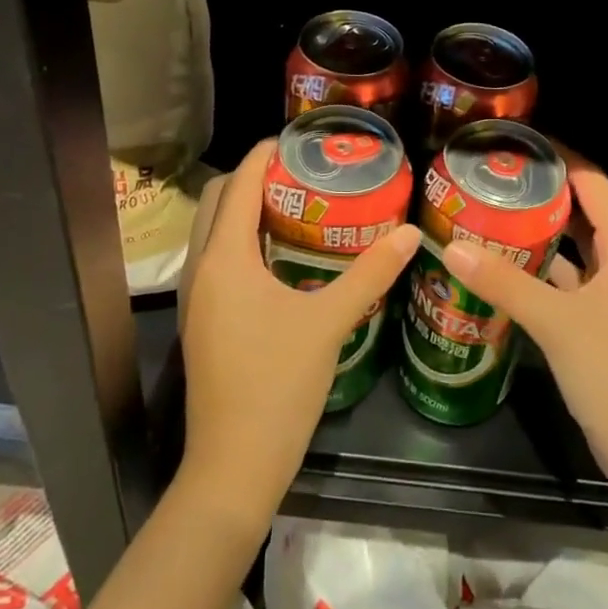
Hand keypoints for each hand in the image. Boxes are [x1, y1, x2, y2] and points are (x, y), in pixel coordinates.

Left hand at [179, 139, 420, 525]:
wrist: (233, 468)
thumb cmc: (277, 386)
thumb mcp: (330, 323)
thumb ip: (371, 274)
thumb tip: (411, 235)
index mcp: (224, 259)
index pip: (236, 184)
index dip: (263, 155)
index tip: (298, 140)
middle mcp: (200, 270)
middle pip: (216, 202)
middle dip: (251, 178)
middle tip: (301, 173)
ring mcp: (196, 299)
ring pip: (212, 233)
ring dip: (243, 210)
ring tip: (295, 205)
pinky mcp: (202, 322)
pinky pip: (215, 261)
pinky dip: (240, 242)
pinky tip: (280, 257)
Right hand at [441, 145, 607, 490]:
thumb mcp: (555, 321)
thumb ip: (504, 282)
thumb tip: (451, 247)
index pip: (593, 183)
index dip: (559, 159)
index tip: (516, 145)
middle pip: (581, 214)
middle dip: (540, 197)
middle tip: (490, 181)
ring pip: (572, 252)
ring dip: (536, 237)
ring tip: (488, 218)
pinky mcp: (601, 326)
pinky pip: (567, 285)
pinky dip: (538, 275)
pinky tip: (501, 272)